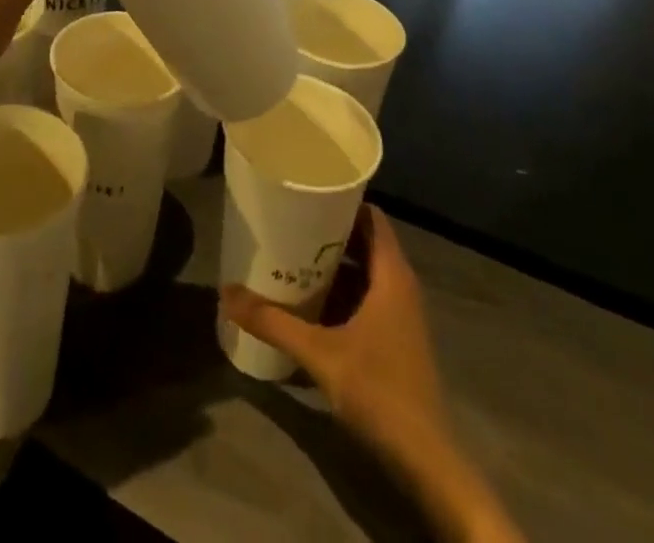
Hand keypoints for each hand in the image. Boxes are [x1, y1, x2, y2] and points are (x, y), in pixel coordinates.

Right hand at [222, 208, 524, 542]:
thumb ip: (273, 322)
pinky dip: (338, 291)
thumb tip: (227, 292)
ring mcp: (399, 314)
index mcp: (391, 274)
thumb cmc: (380, 391)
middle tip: (286, 221)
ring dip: (330, 264)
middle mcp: (399, 286)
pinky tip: (306, 300)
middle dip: (326, 232)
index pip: (370, 216)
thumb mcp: (320, 353)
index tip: (306, 192)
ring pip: (362, 272)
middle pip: (362, 241)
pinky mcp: (394, 338)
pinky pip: (364, 297)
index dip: (341, 200)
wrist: (426, 461)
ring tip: (288, 254)